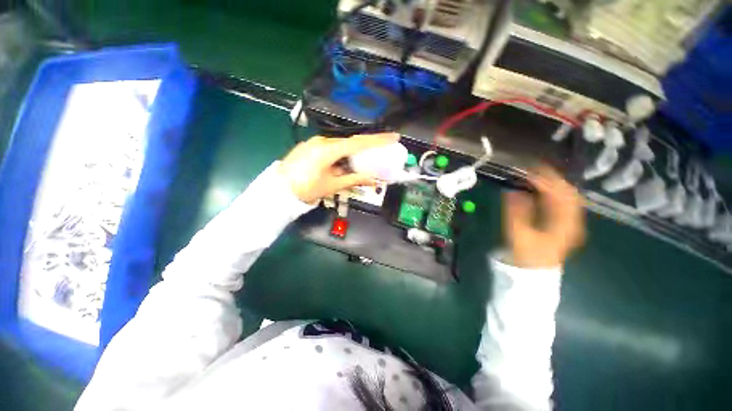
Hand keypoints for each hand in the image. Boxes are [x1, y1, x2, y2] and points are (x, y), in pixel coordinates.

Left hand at [279, 133, 399, 203]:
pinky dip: (341, 154)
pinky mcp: (310, 147)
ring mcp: (314, 142)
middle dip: (367, 146)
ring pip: (340, 145)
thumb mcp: (333, 185)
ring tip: (362, 161)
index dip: (378, 140)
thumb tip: (374, 180)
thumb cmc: (306, 189)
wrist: (278, 191)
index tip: (394, 137)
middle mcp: (322, 141)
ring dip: (353, 153)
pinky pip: (331, 148)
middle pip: (351, 142)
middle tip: (380, 151)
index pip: (359, 142)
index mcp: (329, 149)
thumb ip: (354, 179)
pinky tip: (344, 163)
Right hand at [503, 166, 584, 268]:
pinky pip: (564, 201)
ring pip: (567, 195)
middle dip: (551, 177)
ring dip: (554, 183)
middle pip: (568, 191)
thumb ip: (515, 211)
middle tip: (532, 168)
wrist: (535, 271)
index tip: (528, 169)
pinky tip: (543, 189)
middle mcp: (573, 220)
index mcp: (563, 223)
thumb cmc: (526, 254)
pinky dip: (554, 191)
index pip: (559, 194)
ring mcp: (571, 221)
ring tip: (536, 175)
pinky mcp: (565, 223)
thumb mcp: (518, 234)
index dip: (545, 179)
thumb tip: (512, 190)